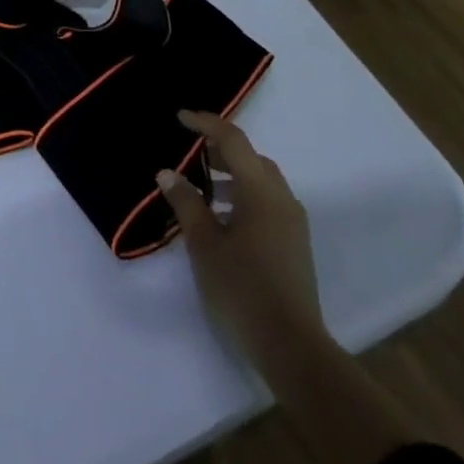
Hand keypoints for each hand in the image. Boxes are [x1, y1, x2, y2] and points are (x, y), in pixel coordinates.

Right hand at [158, 111, 329, 372]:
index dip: (206, 124)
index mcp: (261, 192)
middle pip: (251, 159)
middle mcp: (282, 199)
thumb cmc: (241, 288)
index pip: (233, 141)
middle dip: (220, 150)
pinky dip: (243, 196)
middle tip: (189, 153)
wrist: (290, 346)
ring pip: (261, 182)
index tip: (180, 118)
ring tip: (201, 189)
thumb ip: (186, 203)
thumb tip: (168, 173)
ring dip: (232, 175)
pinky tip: (221, 219)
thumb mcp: (203, 243)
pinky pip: (267, 203)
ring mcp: (293, 223)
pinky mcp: (294, 244)